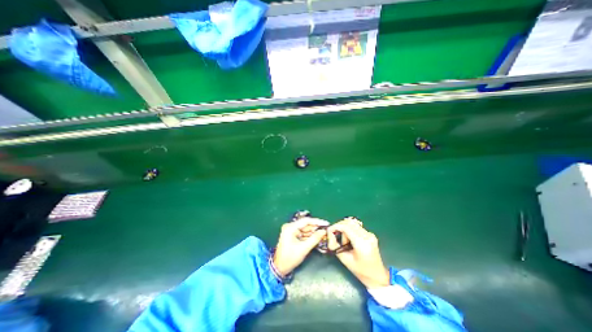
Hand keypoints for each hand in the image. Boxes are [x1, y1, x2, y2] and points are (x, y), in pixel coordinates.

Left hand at [272, 216, 327, 275]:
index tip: (326, 223)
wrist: (279, 268)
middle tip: (326, 229)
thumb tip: (323, 231)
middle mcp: (290, 226)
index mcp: (290, 227)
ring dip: (314, 231)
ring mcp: (291, 231)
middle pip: (306, 224)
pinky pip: (303, 233)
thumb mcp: (304, 248)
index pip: (306, 221)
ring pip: (305, 229)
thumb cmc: (290, 258)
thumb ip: (314, 239)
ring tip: (324, 233)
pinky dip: (310, 235)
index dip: (317, 222)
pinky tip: (317, 237)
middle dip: (316, 227)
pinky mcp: (292, 235)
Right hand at [328, 218, 388, 287]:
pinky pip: (356, 227)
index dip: (336, 226)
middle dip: (339, 226)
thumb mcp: (344, 259)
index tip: (329, 230)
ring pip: (352, 223)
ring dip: (345, 228)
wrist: (378, 276)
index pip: (346, 227)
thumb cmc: (360, 271)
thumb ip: (334, 245)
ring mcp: (370, 234)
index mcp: (361, 243)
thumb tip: (329, 234)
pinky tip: (350, 240)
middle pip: (349, 222)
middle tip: (334, 234)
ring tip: (344, 241)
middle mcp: (367, 235)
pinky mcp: (370, 234)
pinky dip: (350, 230)